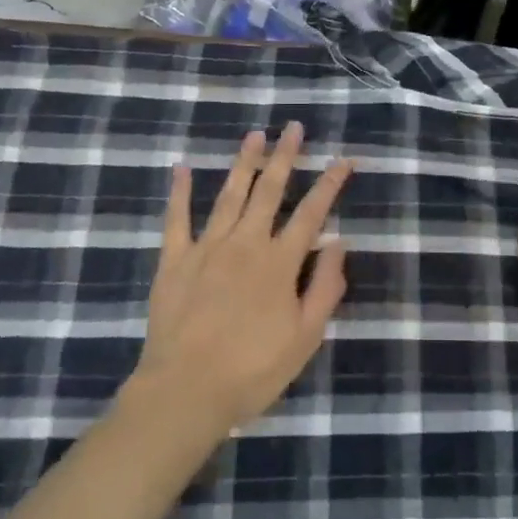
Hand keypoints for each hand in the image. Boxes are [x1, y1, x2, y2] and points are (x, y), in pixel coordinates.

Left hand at [129, 122, 353, 433]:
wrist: (185, 391)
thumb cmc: (253, 370)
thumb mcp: (305, 338)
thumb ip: (325, 288)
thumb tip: (339, 243)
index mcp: (280, 263)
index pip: (311, 213)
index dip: (330, 184)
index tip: (344, 159)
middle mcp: (246, 244)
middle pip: (269, 191)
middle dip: (285, 157)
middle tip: (293, 127)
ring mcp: (207, 248)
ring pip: (229, 195)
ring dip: (244, 162)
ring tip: (255, 135)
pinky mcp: (174, 260)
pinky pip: (176, 219)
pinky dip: (179, 192)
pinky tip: (181, 167)